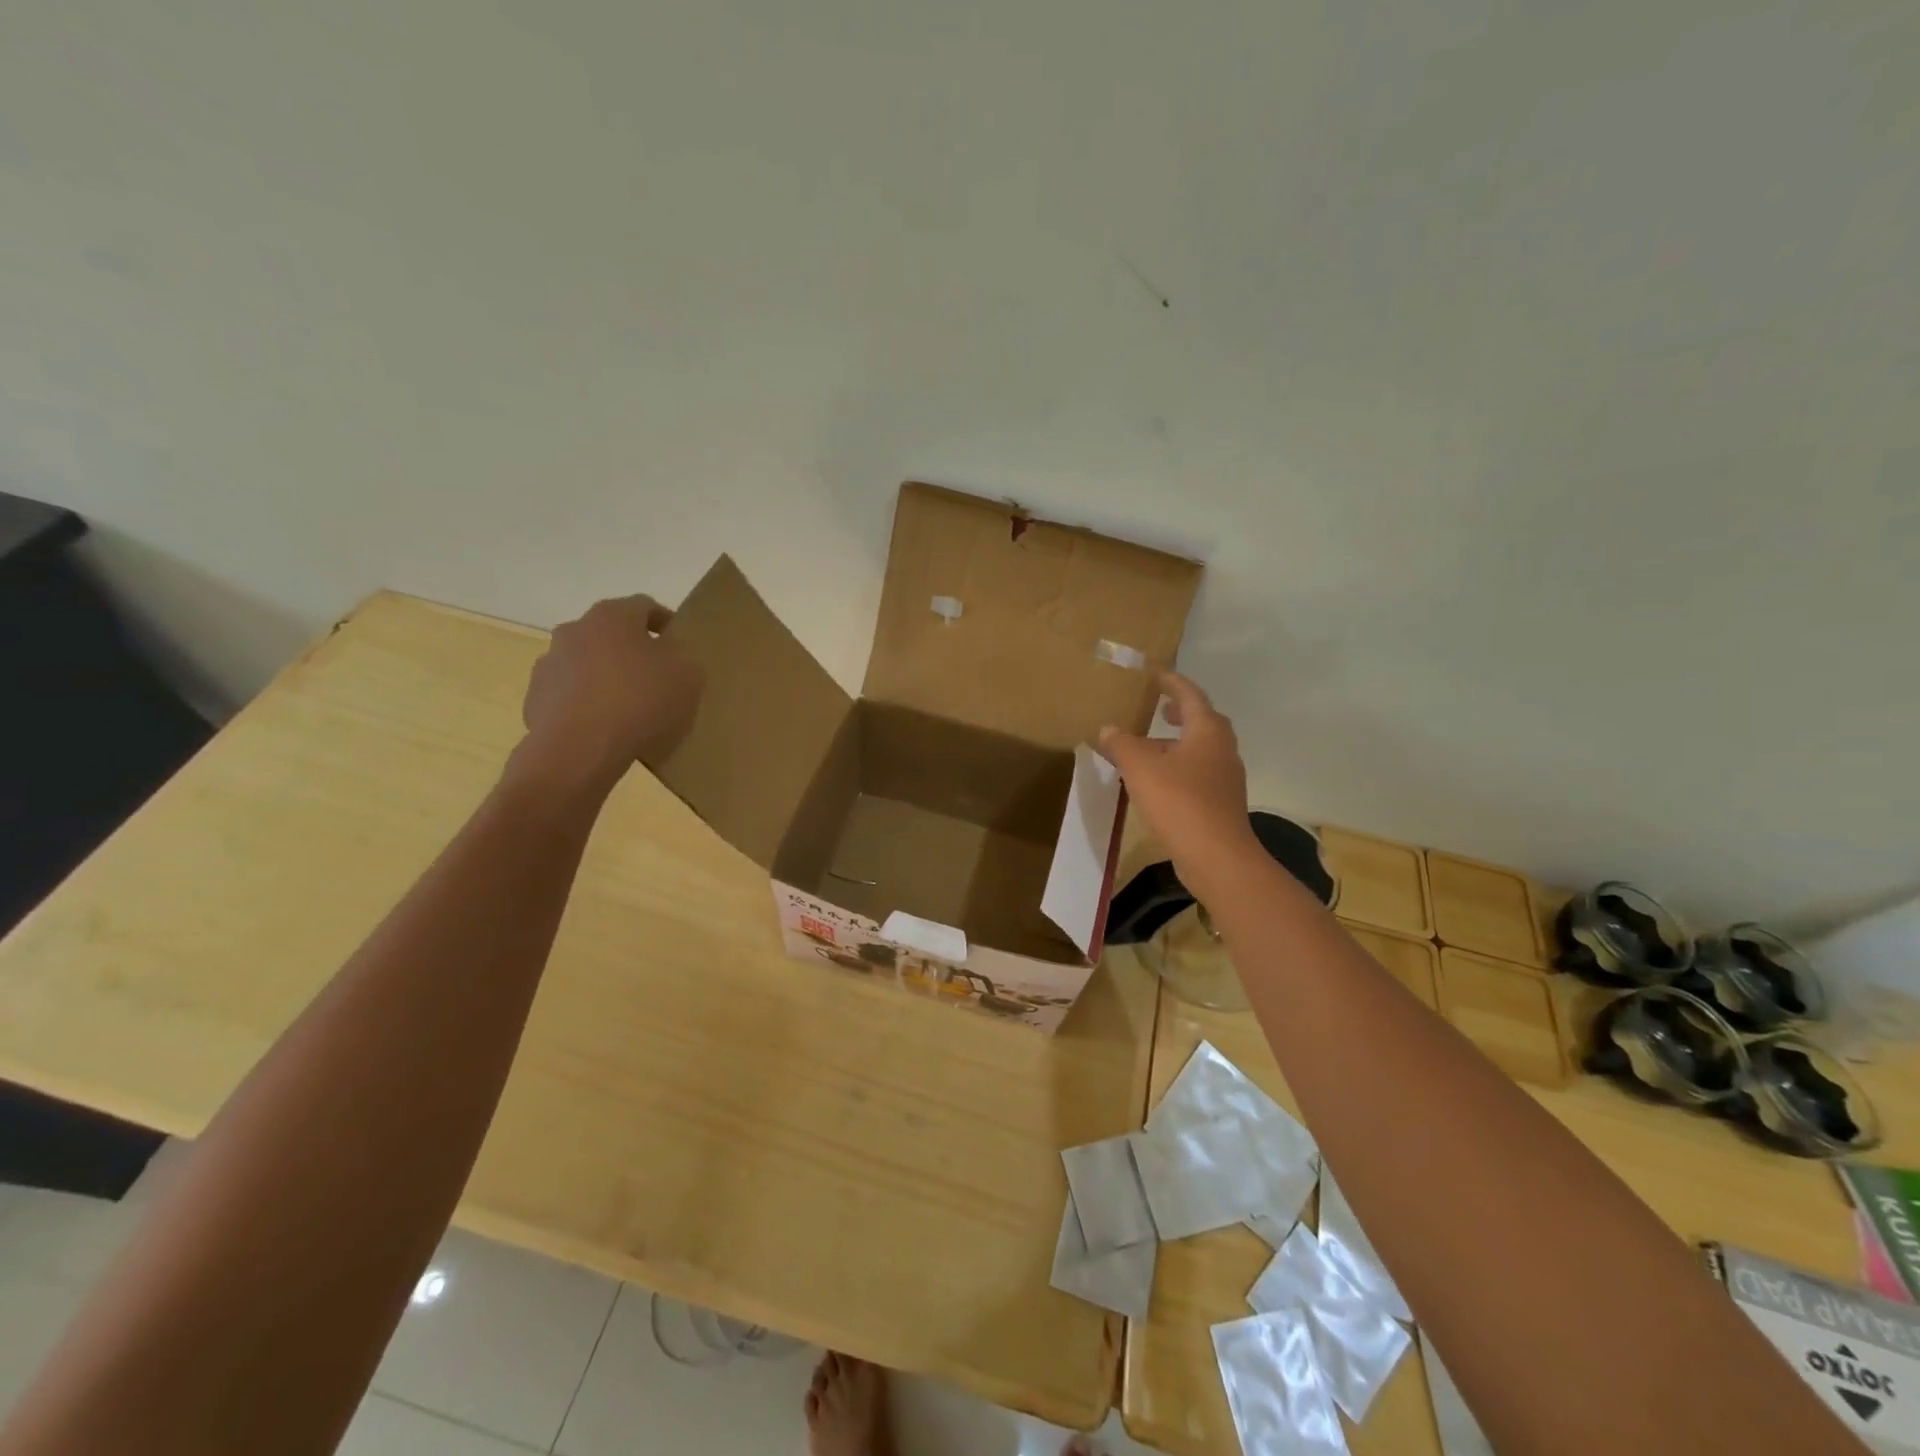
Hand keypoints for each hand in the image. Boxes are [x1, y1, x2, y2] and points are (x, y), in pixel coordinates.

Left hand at [516, 595, 704, 794]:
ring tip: (627, 707)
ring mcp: (549, 664)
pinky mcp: (535, 698)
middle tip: (654, 676)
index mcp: (612, 616)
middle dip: (631, 650)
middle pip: (610, 633)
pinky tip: (603, 727)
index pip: (644, 606)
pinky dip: (586, 703)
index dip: (664, 621)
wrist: (580, 749)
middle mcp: (574, 630)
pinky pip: (569, 694)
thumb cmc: (640, 702)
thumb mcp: (688, 676)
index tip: (678, 642)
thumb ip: (683, 658)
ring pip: (586, 663)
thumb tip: (670, 657)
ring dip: (605, 676)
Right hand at [1099, 674, 1258, 895]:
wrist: (1216, 856)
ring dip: (1177, 743)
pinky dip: (1179, 767)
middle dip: (1181, 713)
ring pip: (1200, 750)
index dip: (1172, 682)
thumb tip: (1108, 730)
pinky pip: (1198, 774)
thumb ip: (1122, 744)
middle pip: (1203, 722)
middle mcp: (1222, 749)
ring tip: (1149, 747)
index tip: (1156, 674)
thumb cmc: (1179, 801)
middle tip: (1160, 708)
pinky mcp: (1220, 803)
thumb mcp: (1140, 768)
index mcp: (1207, 731)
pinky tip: (1157, 781)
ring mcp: (1225, 778)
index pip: (1190, 695)